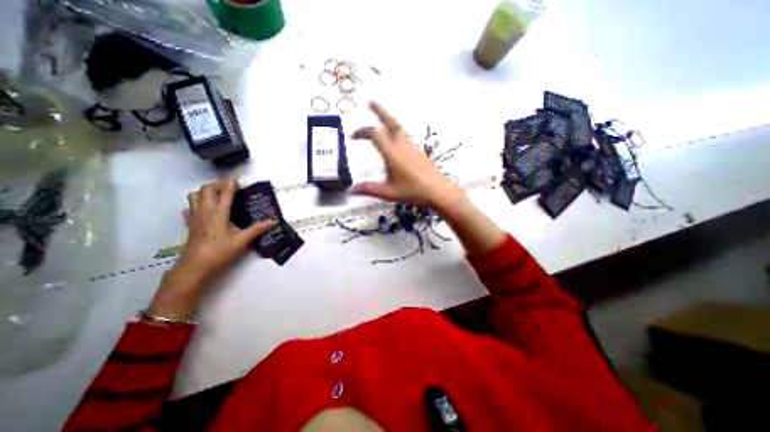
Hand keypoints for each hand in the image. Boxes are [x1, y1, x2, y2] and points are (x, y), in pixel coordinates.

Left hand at [146, 175, 273, 320]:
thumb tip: (274, 221)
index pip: (225, 192)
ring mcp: (195, 217)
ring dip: (206, 191)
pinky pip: (190, 208)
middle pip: (207, 189)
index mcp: (219, 213)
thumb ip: (258, 229)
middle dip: (218, 183)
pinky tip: (205, 208)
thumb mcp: (242, 241)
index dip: (231, 183)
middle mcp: (205, 211)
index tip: (237, 177)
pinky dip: (197, 203)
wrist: (194, 267)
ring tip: (218, 194)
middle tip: (230, 185)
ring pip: (195, 196)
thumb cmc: (220, 252)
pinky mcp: (190, 224)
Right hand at [352, 100, 466, 208]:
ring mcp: (412, 147)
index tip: (353, 137)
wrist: (439, 192)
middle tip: (370, 102)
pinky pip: (404, 136)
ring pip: (399, 128)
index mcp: (392, 154)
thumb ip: (370, 189)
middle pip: (390, 122)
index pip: (375, 134)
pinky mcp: (419, 152)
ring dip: (388, 120)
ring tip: (379, 120)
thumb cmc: (413, 192)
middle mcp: (402, 146)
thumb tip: (351, 190)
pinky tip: (393, 141)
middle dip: (379, 111)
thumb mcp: (389, 193)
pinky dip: (395, 132)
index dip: (362, 131)